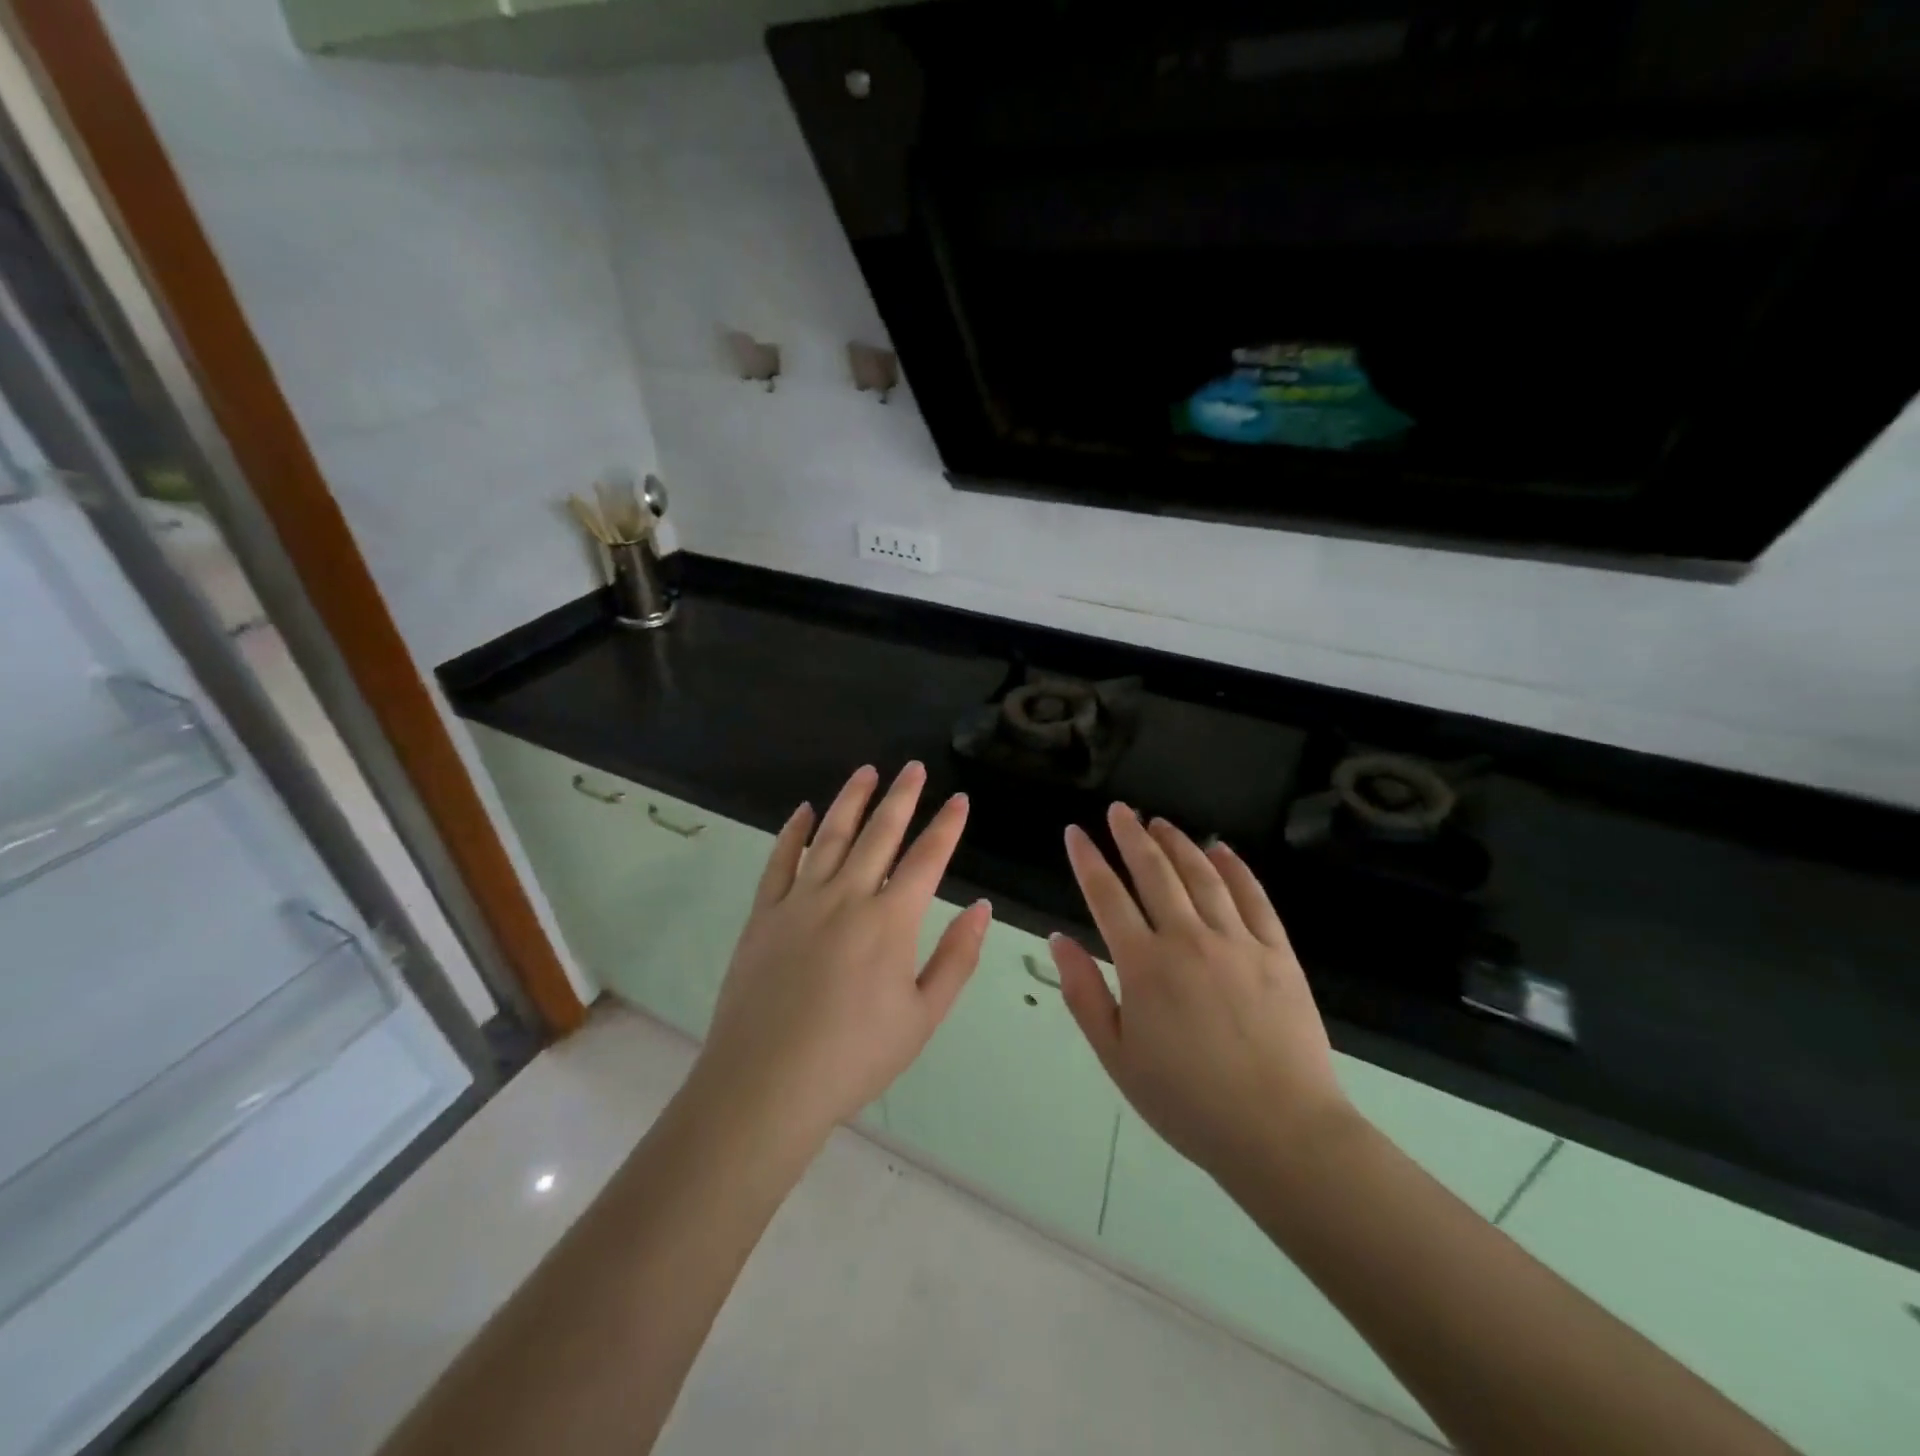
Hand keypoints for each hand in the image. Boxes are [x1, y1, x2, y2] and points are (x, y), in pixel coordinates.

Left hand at [695, 762, 991, 1143]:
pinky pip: (779, 861)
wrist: (765, 1084)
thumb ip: (956, 958)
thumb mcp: (922, 1018)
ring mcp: (800, 901)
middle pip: (879, 834)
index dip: (946, 826)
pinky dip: (792, 833)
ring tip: (866, 772)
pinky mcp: (763, 914)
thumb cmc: (853, 1057)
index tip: (959, 799)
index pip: (927, 859)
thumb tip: (981, 908)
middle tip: (913, 767)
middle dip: (901, 797)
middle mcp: (847, 896)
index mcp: (890, 921)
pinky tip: (802, 812)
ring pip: (830, 836)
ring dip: (851, 801)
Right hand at [1051, 804, 1348, 1183]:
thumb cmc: (1188, 1102)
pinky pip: (1254, 898)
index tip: (1075, 832)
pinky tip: (1221, 850)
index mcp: (1144, 965)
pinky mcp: (1278, 953)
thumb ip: (1084, 992)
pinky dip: (1235, 869)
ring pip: (1202, 876)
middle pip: (1155, 872)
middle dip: (1132, 835)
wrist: (1282, 1133)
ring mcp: (1238, 942)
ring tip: (1160, 822)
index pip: (1106, 896)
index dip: (1087, 860)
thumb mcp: (1117, 1056)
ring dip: (1178, 844)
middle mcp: (1188, 939)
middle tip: (1120, 810)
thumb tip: (1059, 938)